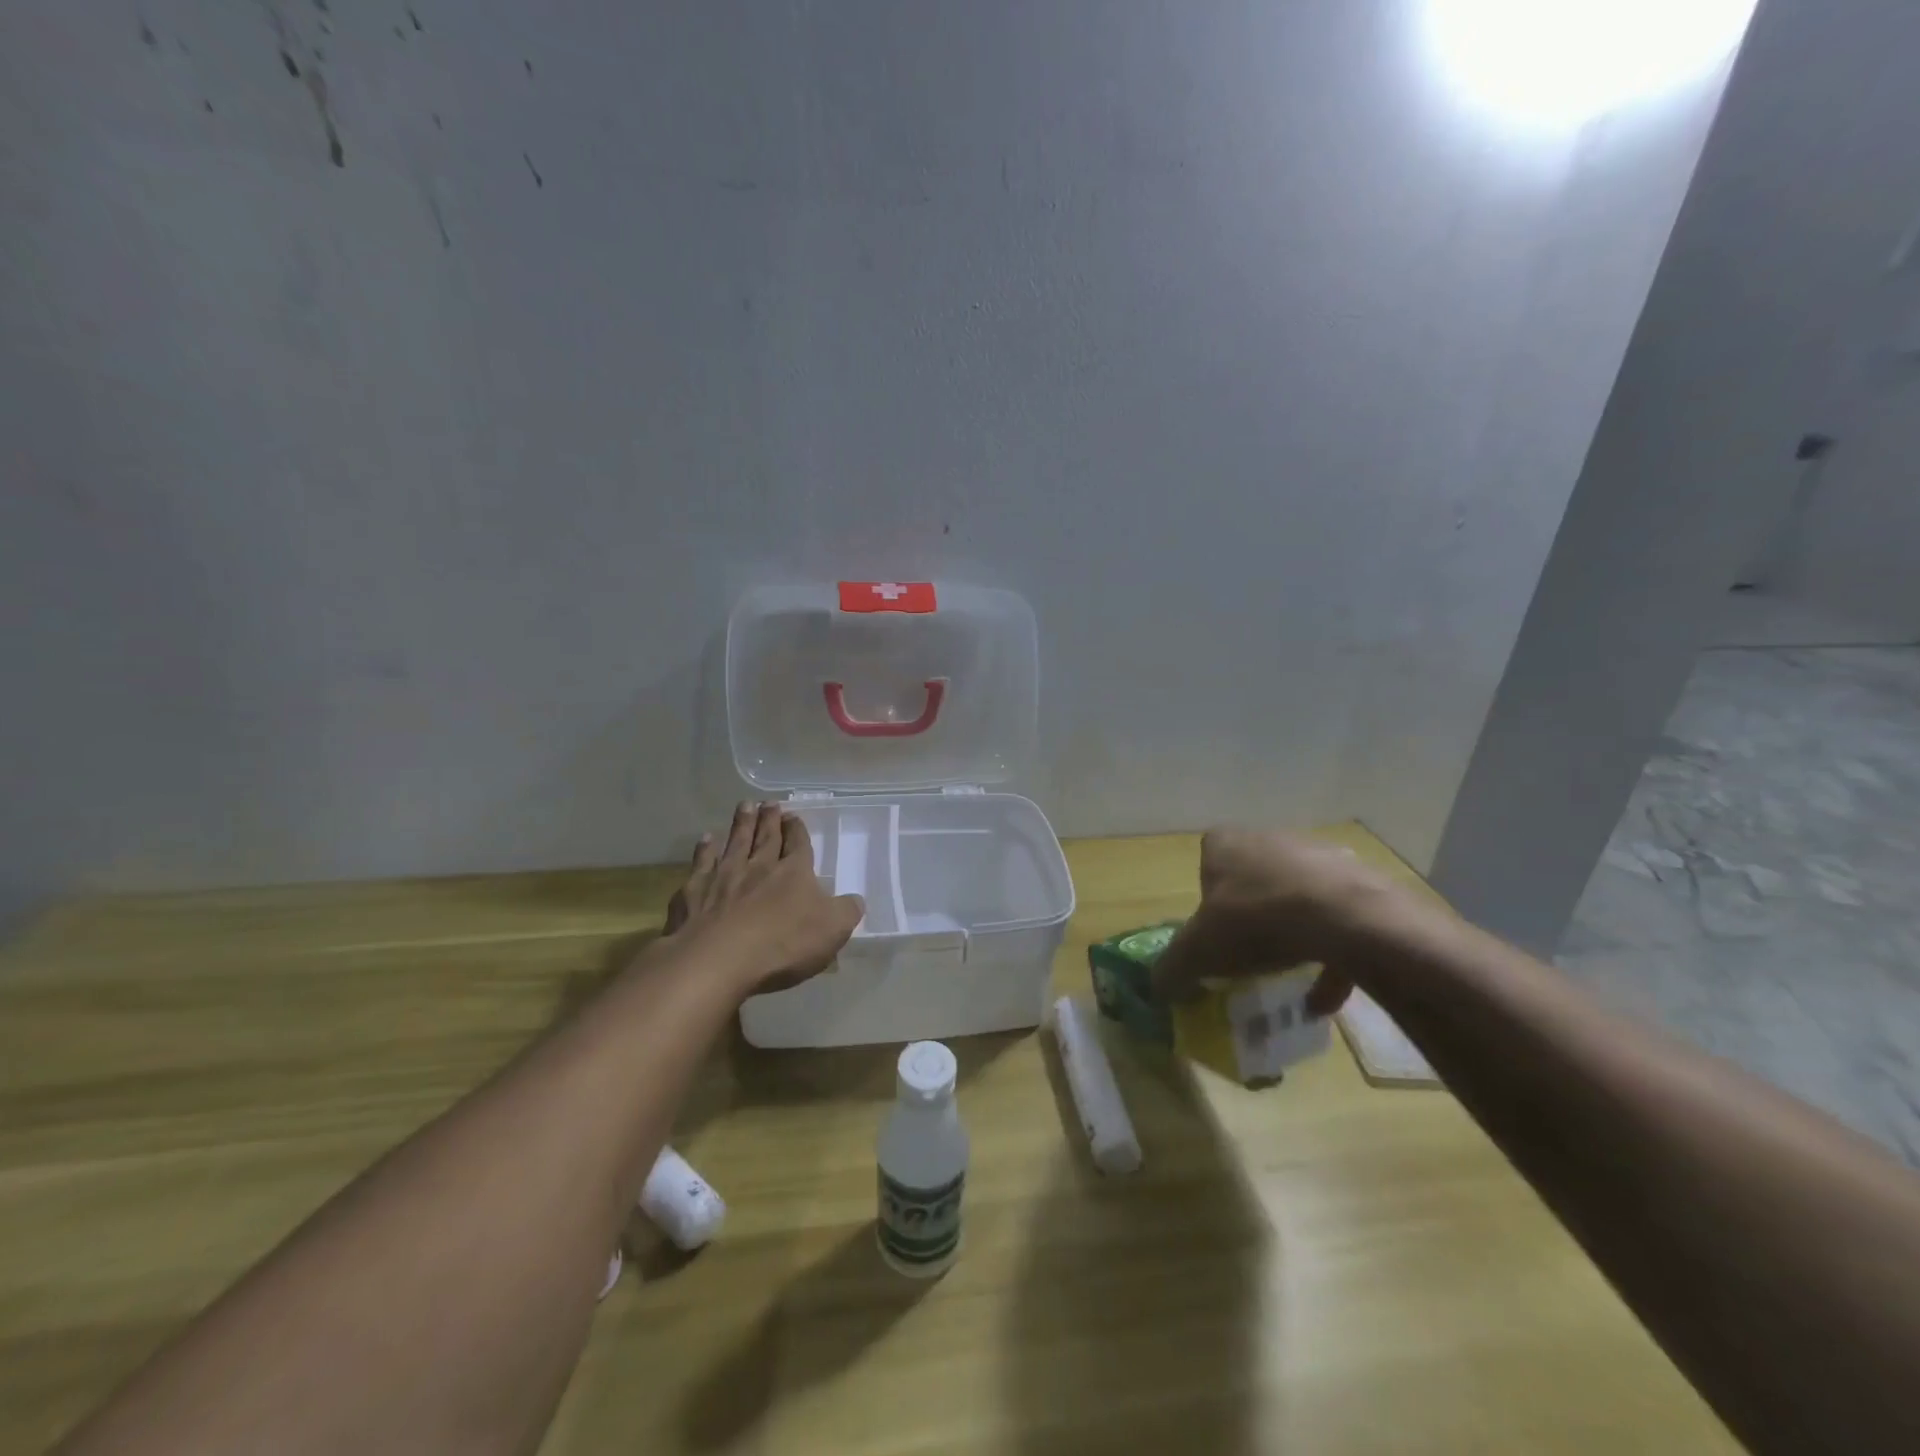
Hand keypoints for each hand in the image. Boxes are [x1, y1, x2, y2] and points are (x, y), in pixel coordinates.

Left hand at [663, 802, 864, 996]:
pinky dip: (704, 849)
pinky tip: (706, 839)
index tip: (794, 816)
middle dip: (770, 819)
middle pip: (766, 836)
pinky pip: (701, 862)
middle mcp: (759, 866)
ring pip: (735, 842)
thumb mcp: (832, 930)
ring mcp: (723, 875)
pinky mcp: (694, 891)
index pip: (798, 844)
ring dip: (741, 823)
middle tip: (769, 803)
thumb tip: (856, 900)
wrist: (718, 959)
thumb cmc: (782, 944)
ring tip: (745, 805)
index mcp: (794, 873)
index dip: (798, 830)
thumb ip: (846, 911)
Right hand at [1152, 828, 1404, 1018]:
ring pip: (1296, 897)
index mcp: (1226, 843)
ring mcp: (1317, 855)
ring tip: (1288, 977)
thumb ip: (1173, 966)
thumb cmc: (1256, 921)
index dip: (1207, 897)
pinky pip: (1336, 920)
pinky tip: (1324, 997)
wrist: (1346, 918)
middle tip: (1248, 952)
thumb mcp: (1200, 950)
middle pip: (1253, 878)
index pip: (1207, 861)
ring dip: (1292, 934)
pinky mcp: (1358, 880)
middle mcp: (1269, 838)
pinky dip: (1329, 956)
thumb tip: (1157, 986)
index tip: (1212, 930)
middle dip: (1251, 913)